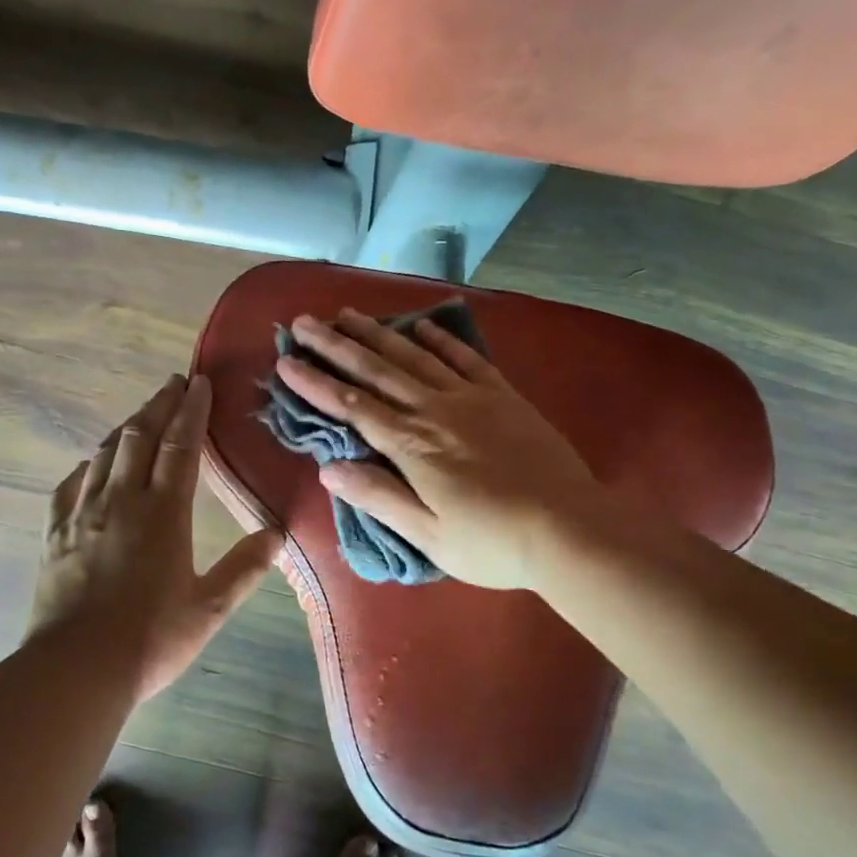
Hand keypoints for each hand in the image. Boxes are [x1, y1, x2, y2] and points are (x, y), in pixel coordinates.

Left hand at [27, 374, 281, 701]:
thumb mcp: (209, 608)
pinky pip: (70, 484)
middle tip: (173, 383)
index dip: (192, 411)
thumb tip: (277, 533)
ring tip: (141, 414)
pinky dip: (87, 465)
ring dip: (125, 427)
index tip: (199, 382)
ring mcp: (83, 514)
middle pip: (139, 436)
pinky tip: (92, 464)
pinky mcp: (56, 533)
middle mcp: (121, 501)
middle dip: (159, 405)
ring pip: (104, 454)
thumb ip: (244, 567)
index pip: (181, 446)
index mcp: (163, 513)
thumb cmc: (150, 639)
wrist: (75, 668)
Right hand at [277, 309, 599, 590]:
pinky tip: (421, 325)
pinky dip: (441, 339)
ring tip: (348, 313)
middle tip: (304, 321)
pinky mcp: (503, 396)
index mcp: (411, 446)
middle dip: (335, 345)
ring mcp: (471, 398)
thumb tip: (328, 468)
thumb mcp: (428, 534)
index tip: (285, 361)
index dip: (315, 383)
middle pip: (376, 370)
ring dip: (377, 333)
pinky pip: (465, 359)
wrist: (570, 530)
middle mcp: (434, 410)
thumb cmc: (493, 542)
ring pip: (414, 357)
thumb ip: (378, 497)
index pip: (351, 406)